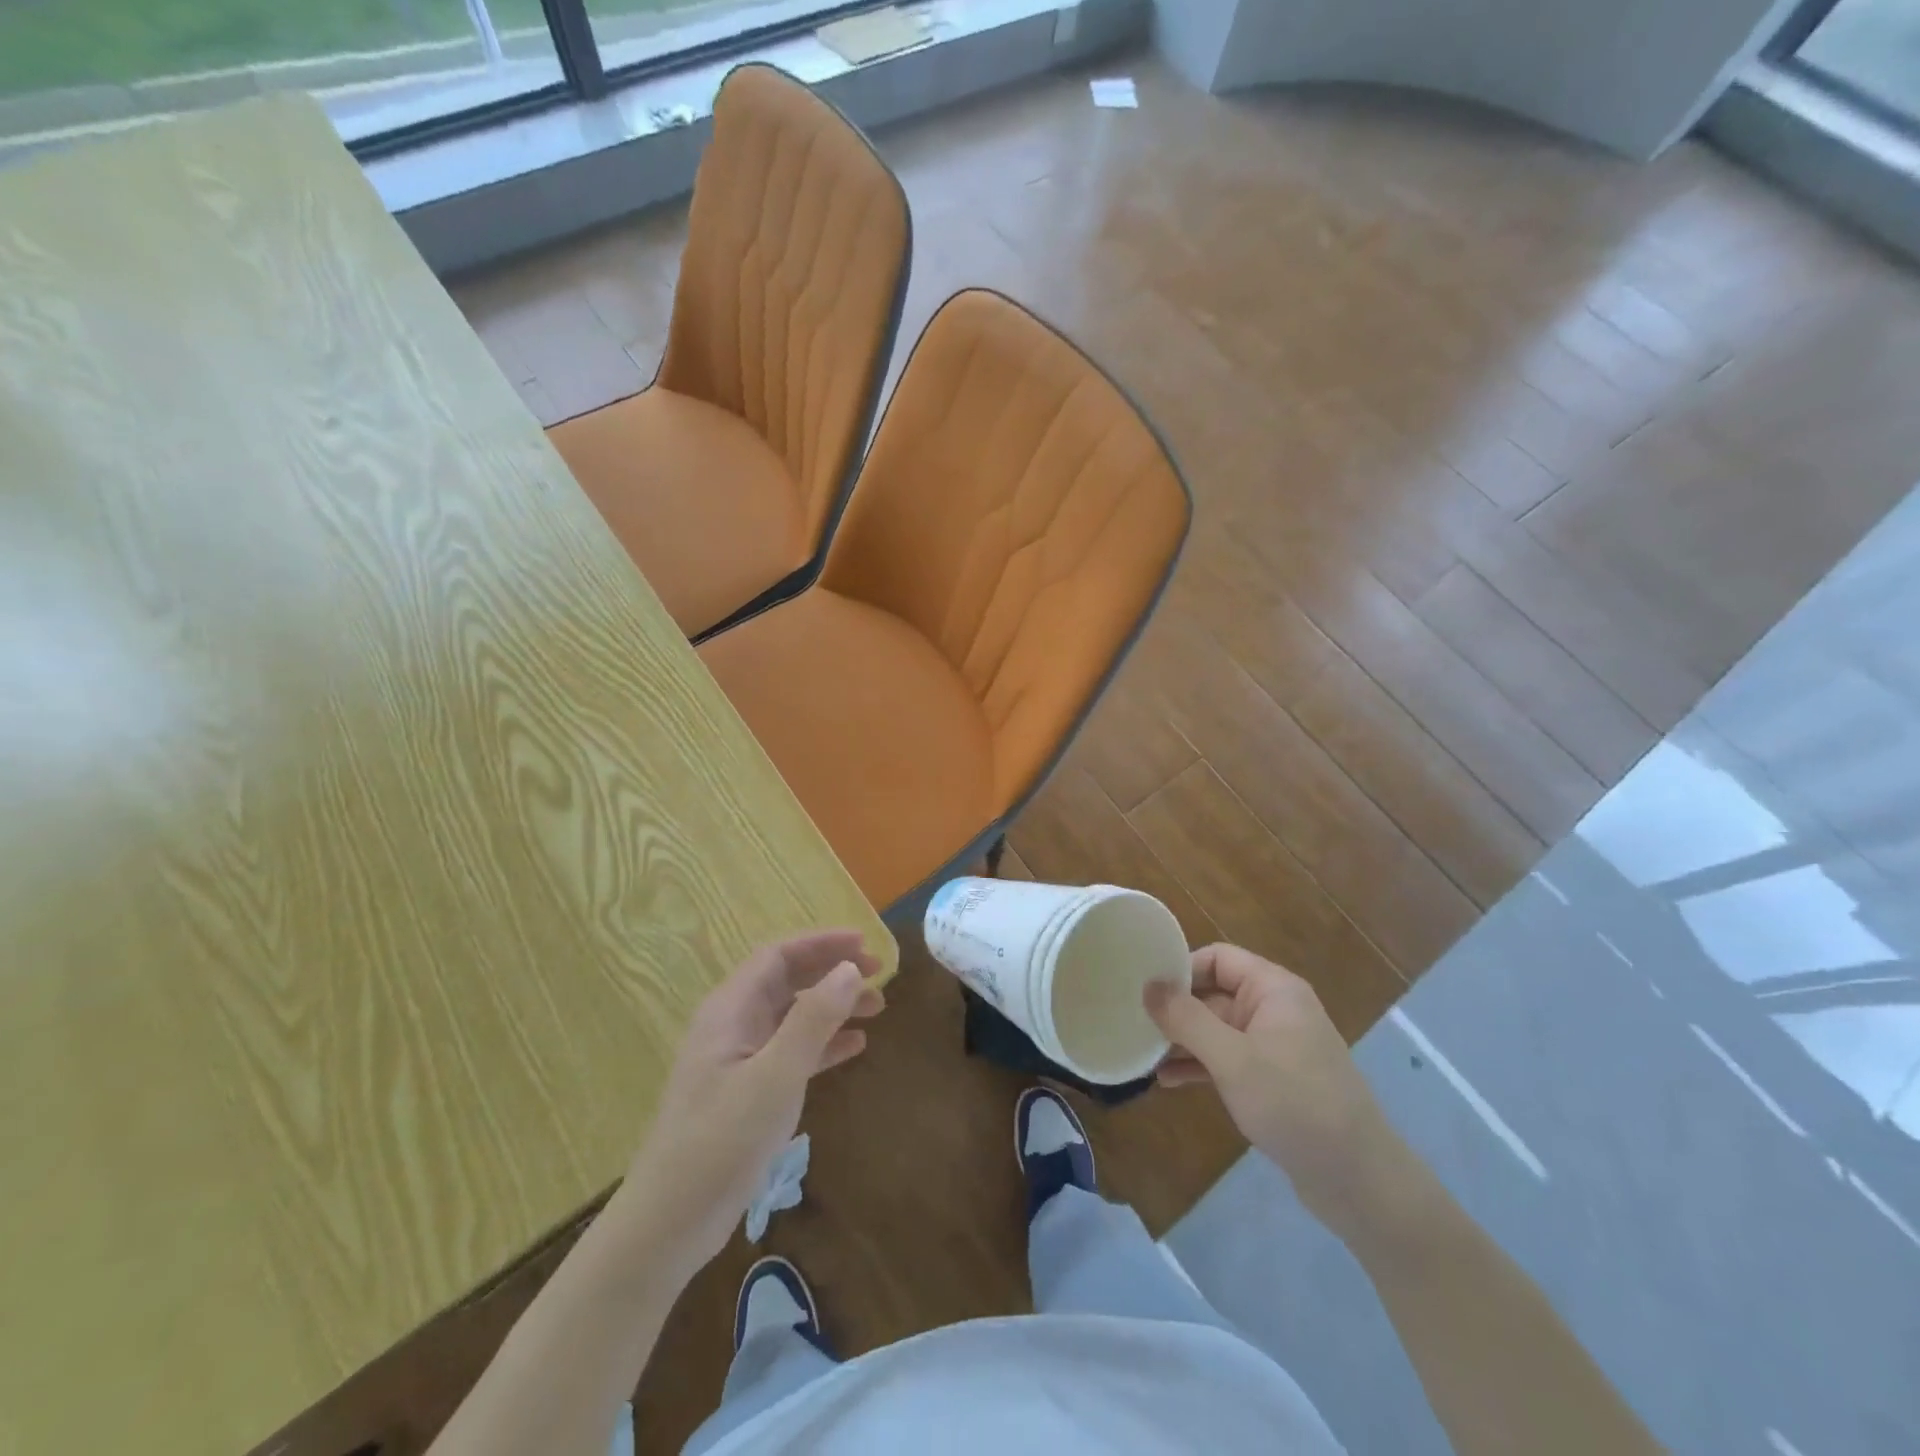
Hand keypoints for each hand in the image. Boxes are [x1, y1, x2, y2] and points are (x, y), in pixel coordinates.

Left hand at [619, 931, 883, 1279]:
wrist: (670, 1223)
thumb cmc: (721, 1141)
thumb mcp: (775, 1077)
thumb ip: (813, 1020)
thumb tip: (850, 969)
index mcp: (730, 1010)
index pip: (778, 956)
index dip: (821, 944)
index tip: (864, 943)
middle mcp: (733, 1025)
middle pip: (787, 981)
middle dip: (832, 971)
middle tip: (878, 973)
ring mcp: (739, 1060)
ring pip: (793, 1016)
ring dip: (833, 1006)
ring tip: (877, 1008)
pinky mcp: (747, 1092)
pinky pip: (791, 1051)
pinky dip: (823, 1043)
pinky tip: (855, 1047)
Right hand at [1145, 944, 1390, 1222]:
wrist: (1359, 1181)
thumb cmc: (1295, 1104)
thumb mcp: (1233, 1059)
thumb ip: (1186, 1019)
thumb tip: (1148, 984)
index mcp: (1273, 989)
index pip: (1217, 958)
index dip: (1180, 969)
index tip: (1143, 990)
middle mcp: (1274, 1009)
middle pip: (1213, 993)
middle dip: (1175, 1010)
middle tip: (1132, 1024)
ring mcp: (1273, 1046)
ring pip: (1215, 1029)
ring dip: (1181, 1041)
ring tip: (1142, 1055)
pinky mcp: (1271, 1079)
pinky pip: (1225, 1059)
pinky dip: (1198, 1065)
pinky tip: (1167, 1081)